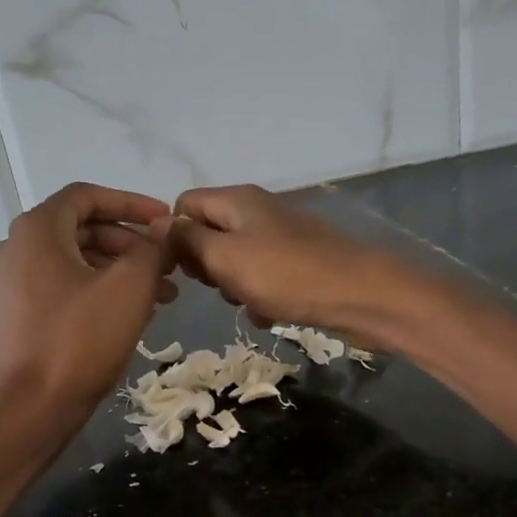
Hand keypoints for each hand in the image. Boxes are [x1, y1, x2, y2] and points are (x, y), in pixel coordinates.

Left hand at [0, 182, 174, 446]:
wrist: (28, 410)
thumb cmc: (79, 341)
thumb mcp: (128, 289)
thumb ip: (152, 250)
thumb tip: (166, 229)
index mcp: (39, 230)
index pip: (88, 196)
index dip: (132, 203)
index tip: (167, 221)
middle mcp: (19, 249)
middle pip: (84, 229)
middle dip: (132, 243)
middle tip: (170, 265)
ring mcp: (16, 285)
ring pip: (78, 262)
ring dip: (122, 271)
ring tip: (163, 296)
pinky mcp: (21, 316)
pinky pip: (67, 289)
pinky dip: (101, 292)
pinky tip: (131, 316)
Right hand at [170, 185, 422, 348]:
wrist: (359, 295)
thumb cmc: (286, 275)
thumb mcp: (225, 257)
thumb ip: (188, 240)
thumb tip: (157, 224)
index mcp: (236, 200)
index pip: (184, 205)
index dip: (176, 238)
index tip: (182, 270)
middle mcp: (258, 211)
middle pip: (210, 233)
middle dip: (207, 266)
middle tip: (218, 288)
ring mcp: (282, 237)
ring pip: (237, 261)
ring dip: (234, 286)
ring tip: (247, 303)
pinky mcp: (300, 264)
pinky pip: (265, 279)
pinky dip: (261, 297)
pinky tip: (270, 315)